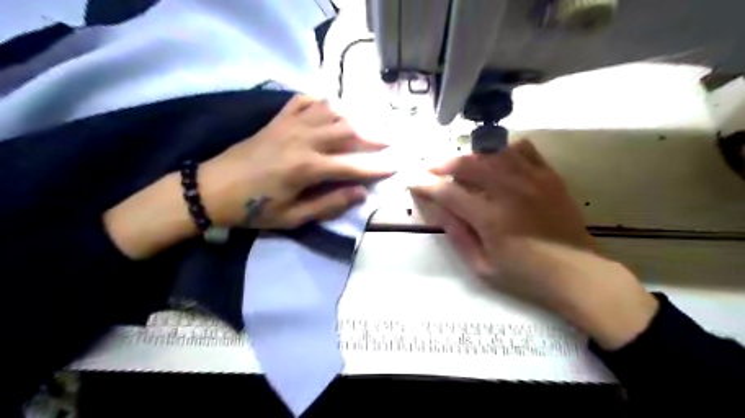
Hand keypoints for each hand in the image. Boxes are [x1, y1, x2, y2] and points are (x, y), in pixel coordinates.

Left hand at [106, 97, 392, 260]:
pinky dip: (321, 102)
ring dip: (352, 118)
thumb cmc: (254, 208)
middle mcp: (303, 140)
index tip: (395, 166)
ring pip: (330, 113)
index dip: (376, 167)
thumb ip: (329, 204)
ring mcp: (289, 125)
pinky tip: (329, 109)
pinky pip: (304, 102)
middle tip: (389, 141)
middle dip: (372, 137)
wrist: (213, 189)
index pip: (352, 166)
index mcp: (307, 168)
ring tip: (364, 127)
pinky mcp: (277, 120)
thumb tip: (360, 193)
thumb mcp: (293, 217)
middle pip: (347, 132)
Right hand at [410, 140, 658, 348]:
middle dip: (442, 163)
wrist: (578, 274)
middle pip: (467, 163)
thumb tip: (437, 210)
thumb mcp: (482, 266)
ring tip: (460, 165)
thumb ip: (457, 235)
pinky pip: (522, 148)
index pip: (448, 191)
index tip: (413, 181)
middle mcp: (509, 190)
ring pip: (492, 150)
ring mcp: (531, 178)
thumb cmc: (526, 276)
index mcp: (490, 217)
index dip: (425, 184)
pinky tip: (497, 161)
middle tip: (431, 170)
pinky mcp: (548, 175)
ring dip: (469, 155)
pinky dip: (503, 150)